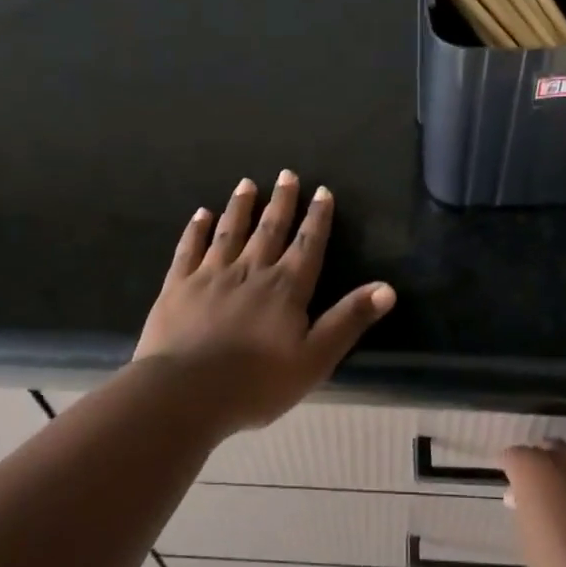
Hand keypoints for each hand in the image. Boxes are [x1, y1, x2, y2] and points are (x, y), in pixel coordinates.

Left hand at [135, 171, 395, 432]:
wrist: (186, 392)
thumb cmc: (257, 382)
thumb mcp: (315, 358)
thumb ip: (349, 320)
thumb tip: (387, 288)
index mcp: (286, 288)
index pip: (307, 245)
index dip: (317, 218)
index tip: (322, 191)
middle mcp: (250, 271)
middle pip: (270, 230)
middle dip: (281, 202)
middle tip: (286, 174)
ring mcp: (210, 275)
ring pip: (230, 232)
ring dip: (241, 207)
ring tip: (246, 183)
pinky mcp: (178, 286)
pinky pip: (189, 249)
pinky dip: (196, 230)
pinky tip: (201, 214)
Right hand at [503, 441, 565, 566]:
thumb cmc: (562, 566)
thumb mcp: (529, 539)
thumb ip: (527, 510)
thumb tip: (526, 500)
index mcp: (534, 467)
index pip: (514, 456)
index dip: (514, 473)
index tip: (515, 494)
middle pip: (551, 450)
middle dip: (546, 468)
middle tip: (545, 497)